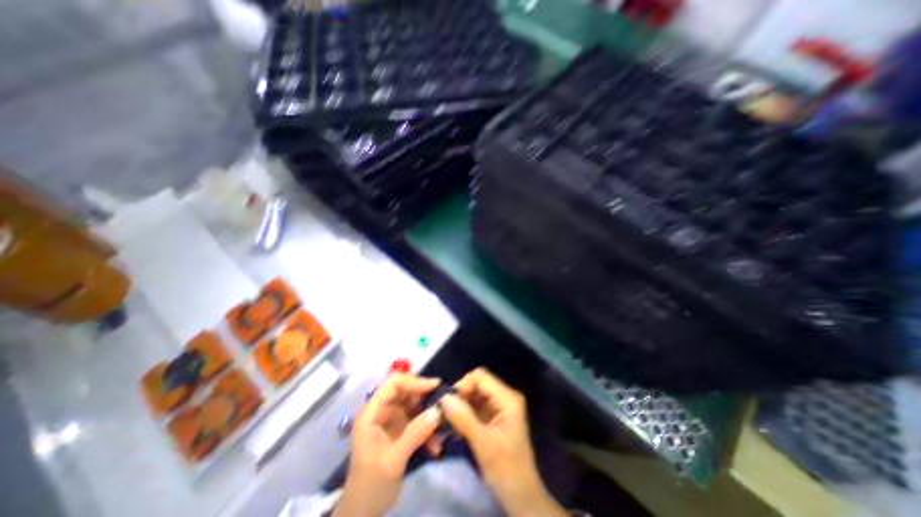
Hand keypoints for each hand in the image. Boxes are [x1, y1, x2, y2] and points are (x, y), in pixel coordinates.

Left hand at [335, 374, 441, 516]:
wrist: (363, 514)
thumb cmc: (370, 486)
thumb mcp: (393, 460)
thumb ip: (415, 433)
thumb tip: (438, 410)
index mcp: (372, 413)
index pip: (393, 384)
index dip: (414, 381)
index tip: (435, 386)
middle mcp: (382, 411)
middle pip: (406, 391)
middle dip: (425, 396)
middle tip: (444, 402)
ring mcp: (391, 420)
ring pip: (414, 405)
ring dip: (429, 414)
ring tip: (443, 426)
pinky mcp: (400, 431)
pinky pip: (417, 421)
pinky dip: (428, 429)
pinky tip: (436, 445)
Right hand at [440, 368, 568, 515]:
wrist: (521, 497)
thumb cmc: (507, 469)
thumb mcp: (484, 444)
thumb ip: (464, 418)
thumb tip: (444, 397)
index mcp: (507, 398)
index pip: (480, 377)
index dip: (463, 385)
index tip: (448, 403)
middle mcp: (504, 397)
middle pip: (477, 384)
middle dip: (460, 395)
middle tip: (444, 413)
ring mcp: (498, 407)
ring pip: (474, 395)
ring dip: (460, 405)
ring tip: (446, 420)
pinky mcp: (492, 417)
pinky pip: (474, 407)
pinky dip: (463, 413)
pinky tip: (454, 426)